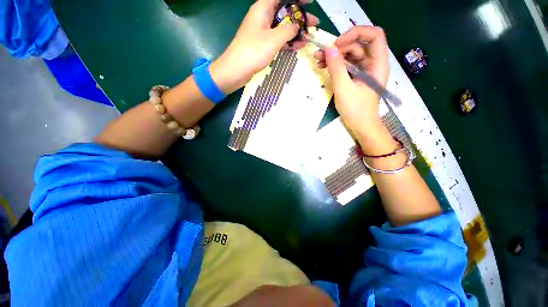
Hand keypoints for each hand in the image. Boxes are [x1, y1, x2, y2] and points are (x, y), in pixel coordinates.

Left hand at [210, 0, 317, 93]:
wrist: (236, 70)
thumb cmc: (253, 51)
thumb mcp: (274, 39)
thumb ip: (288, 30)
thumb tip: (297, 25)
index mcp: (263, 8)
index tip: (310, 2)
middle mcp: (263, 17)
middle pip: (285, 11)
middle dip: (300, 17)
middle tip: (314, 24)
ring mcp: (263, 31)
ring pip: (282, 27)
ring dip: (295, 32)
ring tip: (308, 38)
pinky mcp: (263, 44)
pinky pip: (278, 39)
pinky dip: (288, 42)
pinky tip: (298, 46)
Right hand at [314, 26, 388, 137]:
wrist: (361, 125)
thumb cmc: (356, 109)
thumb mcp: (344, 88)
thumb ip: (336, 68)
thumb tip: (328, 48)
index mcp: (377, 64)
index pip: (374, 35)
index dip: (356, 33)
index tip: (337, 44)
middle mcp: (373, 63)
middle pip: (359, 44)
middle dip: (340, 46)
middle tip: (322, 54)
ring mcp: (364, 71)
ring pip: (351, 55)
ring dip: (335, 56)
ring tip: (318, 61)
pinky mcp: (357, 77)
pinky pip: (347, 65)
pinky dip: (336, 65)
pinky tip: (324, 67)